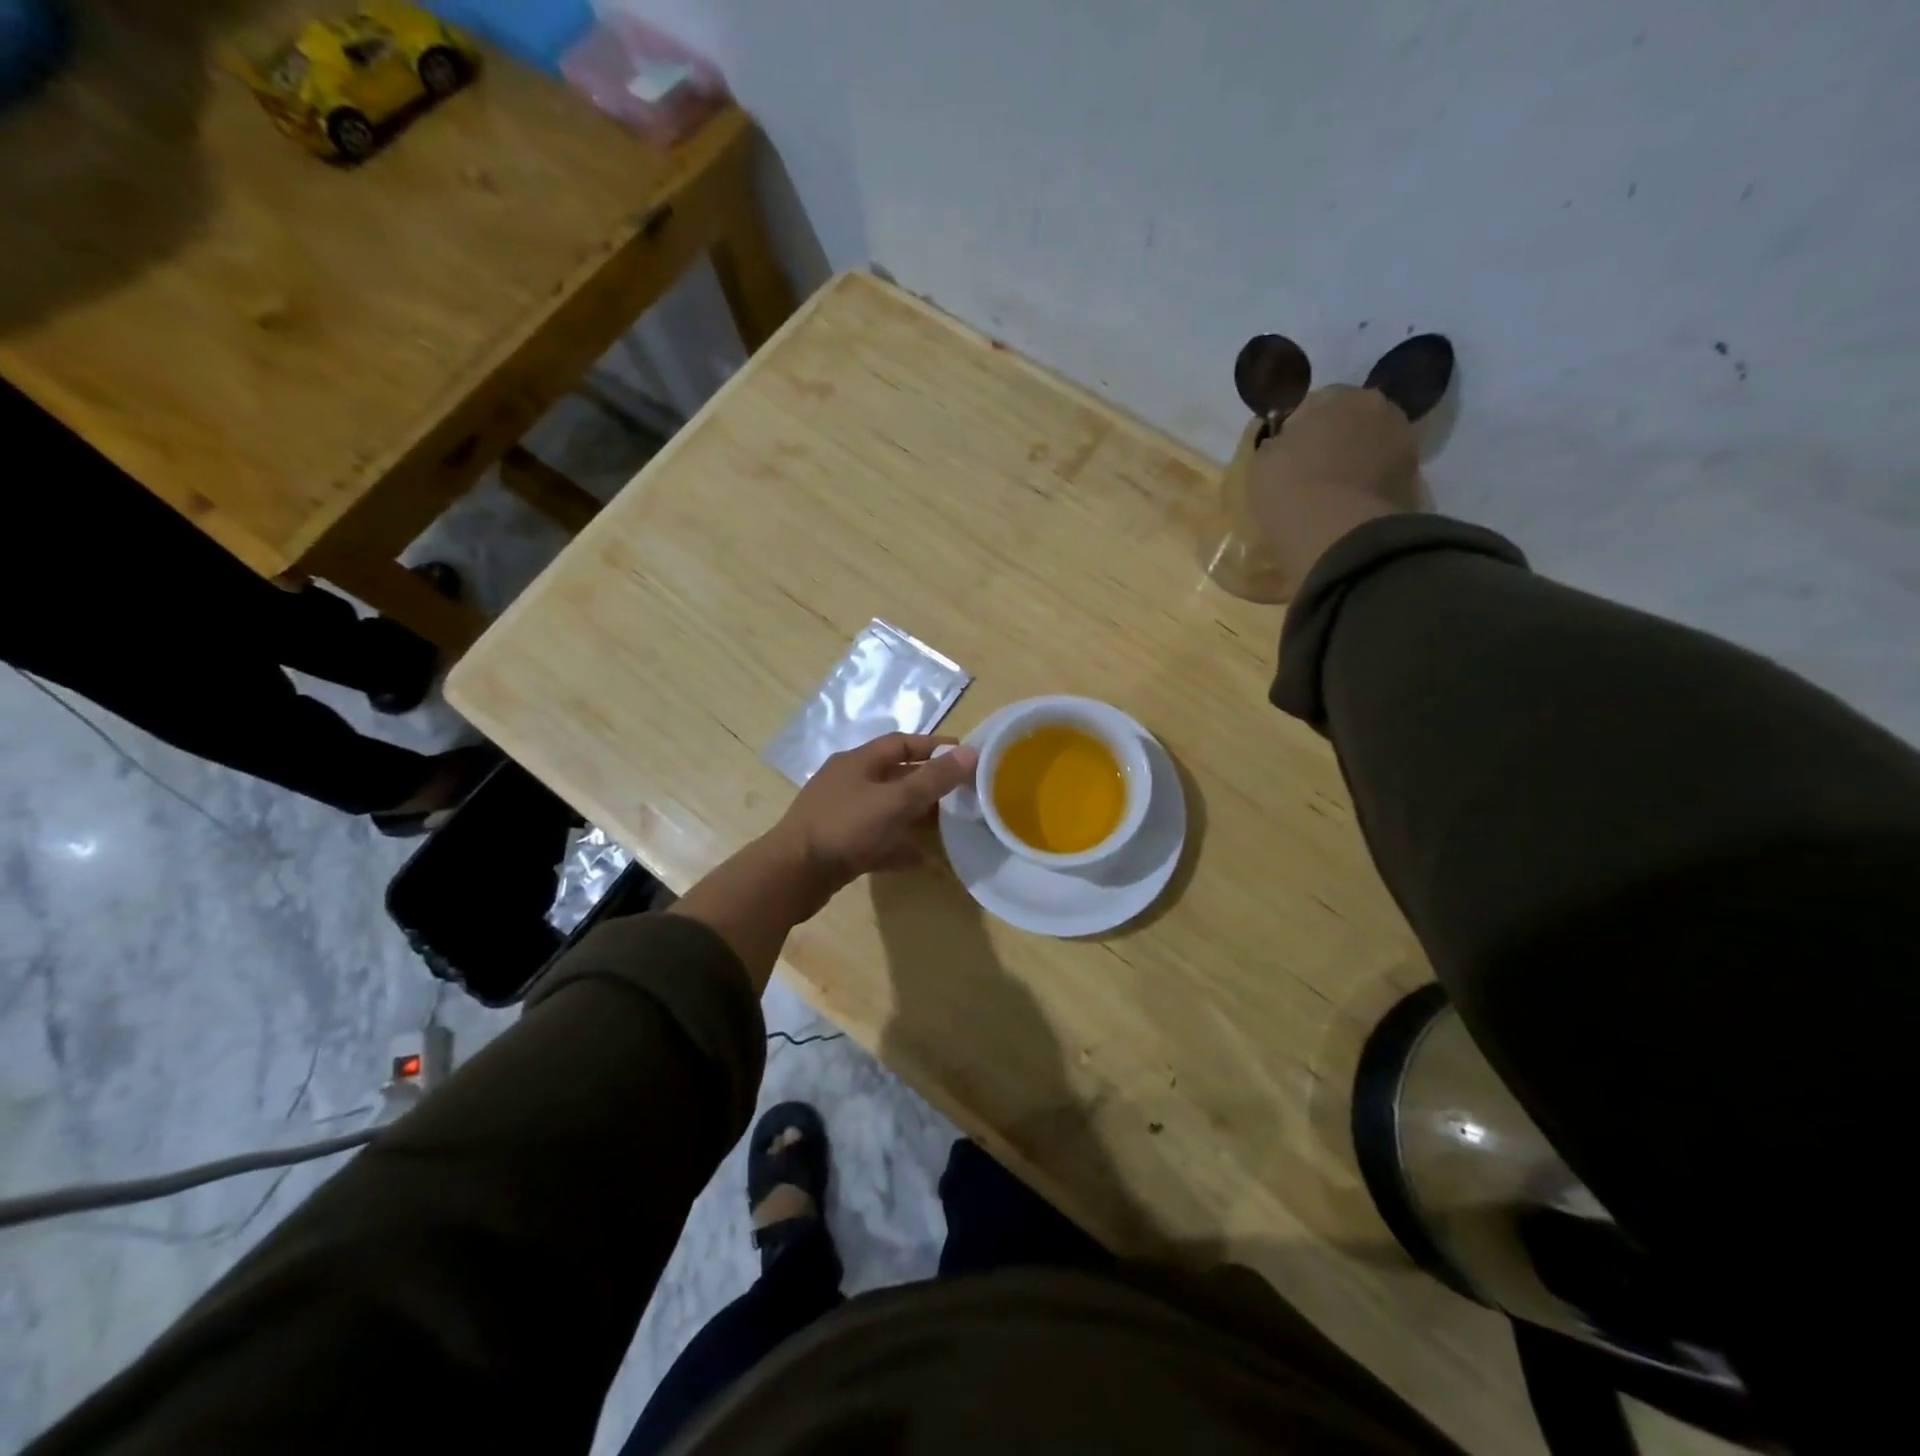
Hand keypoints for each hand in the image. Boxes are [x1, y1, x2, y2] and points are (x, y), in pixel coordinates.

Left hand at [770, 733, 979, 894]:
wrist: (792, 875)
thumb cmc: (845, 827)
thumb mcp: (895, 800)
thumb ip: (934, 778)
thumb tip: (972, 752)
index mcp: (858, 762)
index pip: (901, 743)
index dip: (933, 746)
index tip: (964, 755)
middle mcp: (848, 782)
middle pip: (895, 776)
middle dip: (928, 783)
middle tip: (962, 793)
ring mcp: (841, 815)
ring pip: (886, 809)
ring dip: (915, 816)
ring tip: (948, 825)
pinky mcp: (839, 845)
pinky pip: (876, 840)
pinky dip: (897, 846)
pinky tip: (920, 860)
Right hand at [1247, 384, 1418, 583]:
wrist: (1337, 533)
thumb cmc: (1290, 489)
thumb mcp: (1261, 462)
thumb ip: (1276, 444)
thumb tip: (1283, 444)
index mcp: (1338, 395)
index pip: (1312, 405)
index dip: (1296, 431)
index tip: (1283, 458)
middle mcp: (1378, 407)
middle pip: (1349, 421)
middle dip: (1332, 441)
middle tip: (1310, 475)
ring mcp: (1403, 442)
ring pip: (1370, 447)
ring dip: (1355, 463)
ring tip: (1332, 495)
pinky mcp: (1415, 478)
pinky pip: (1383, 476)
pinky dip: (1370, 487)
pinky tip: (1349, 508)